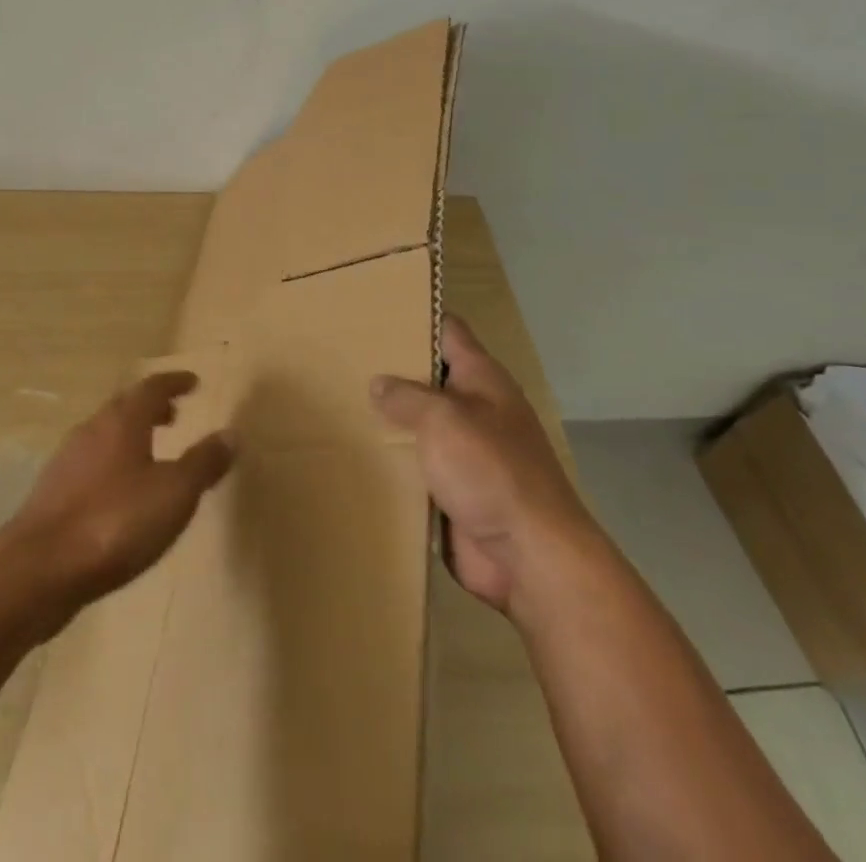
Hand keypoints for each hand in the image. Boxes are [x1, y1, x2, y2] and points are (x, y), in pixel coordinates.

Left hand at [1, 371, 232, 628]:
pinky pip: (90, 464)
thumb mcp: (174, 494)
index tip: (193, 382)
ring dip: (130, 436)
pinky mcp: (52, 494)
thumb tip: (231, 434)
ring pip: (105, 435)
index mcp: (122, 422)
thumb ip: (203, 463)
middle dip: (151, 407)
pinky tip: (119, 493)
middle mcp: (92, 431)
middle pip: (124, 407)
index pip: (151, 388)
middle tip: (174, 415)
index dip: (174, 383)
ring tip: (151, 454)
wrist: (39, 569)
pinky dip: (112, 464)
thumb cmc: (115, 522)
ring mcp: (67, 461)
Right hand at [371, 315, 587, 614]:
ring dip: (387, 419)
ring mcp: (464, 452)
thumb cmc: (491, 471)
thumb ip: (407, 396)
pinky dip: (391, 461)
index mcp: (482, 380)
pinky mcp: (452, 491)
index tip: (375, 309)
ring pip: (418, 424)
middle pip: (428, 378)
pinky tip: (353, 452)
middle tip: (341, 356)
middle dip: (390, 370)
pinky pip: (415, 467)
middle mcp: (474, 410)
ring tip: (336, 400)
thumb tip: (378, 383)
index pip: (448, 331)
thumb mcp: (445, 419)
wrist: (529, 557)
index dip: (417, 316)